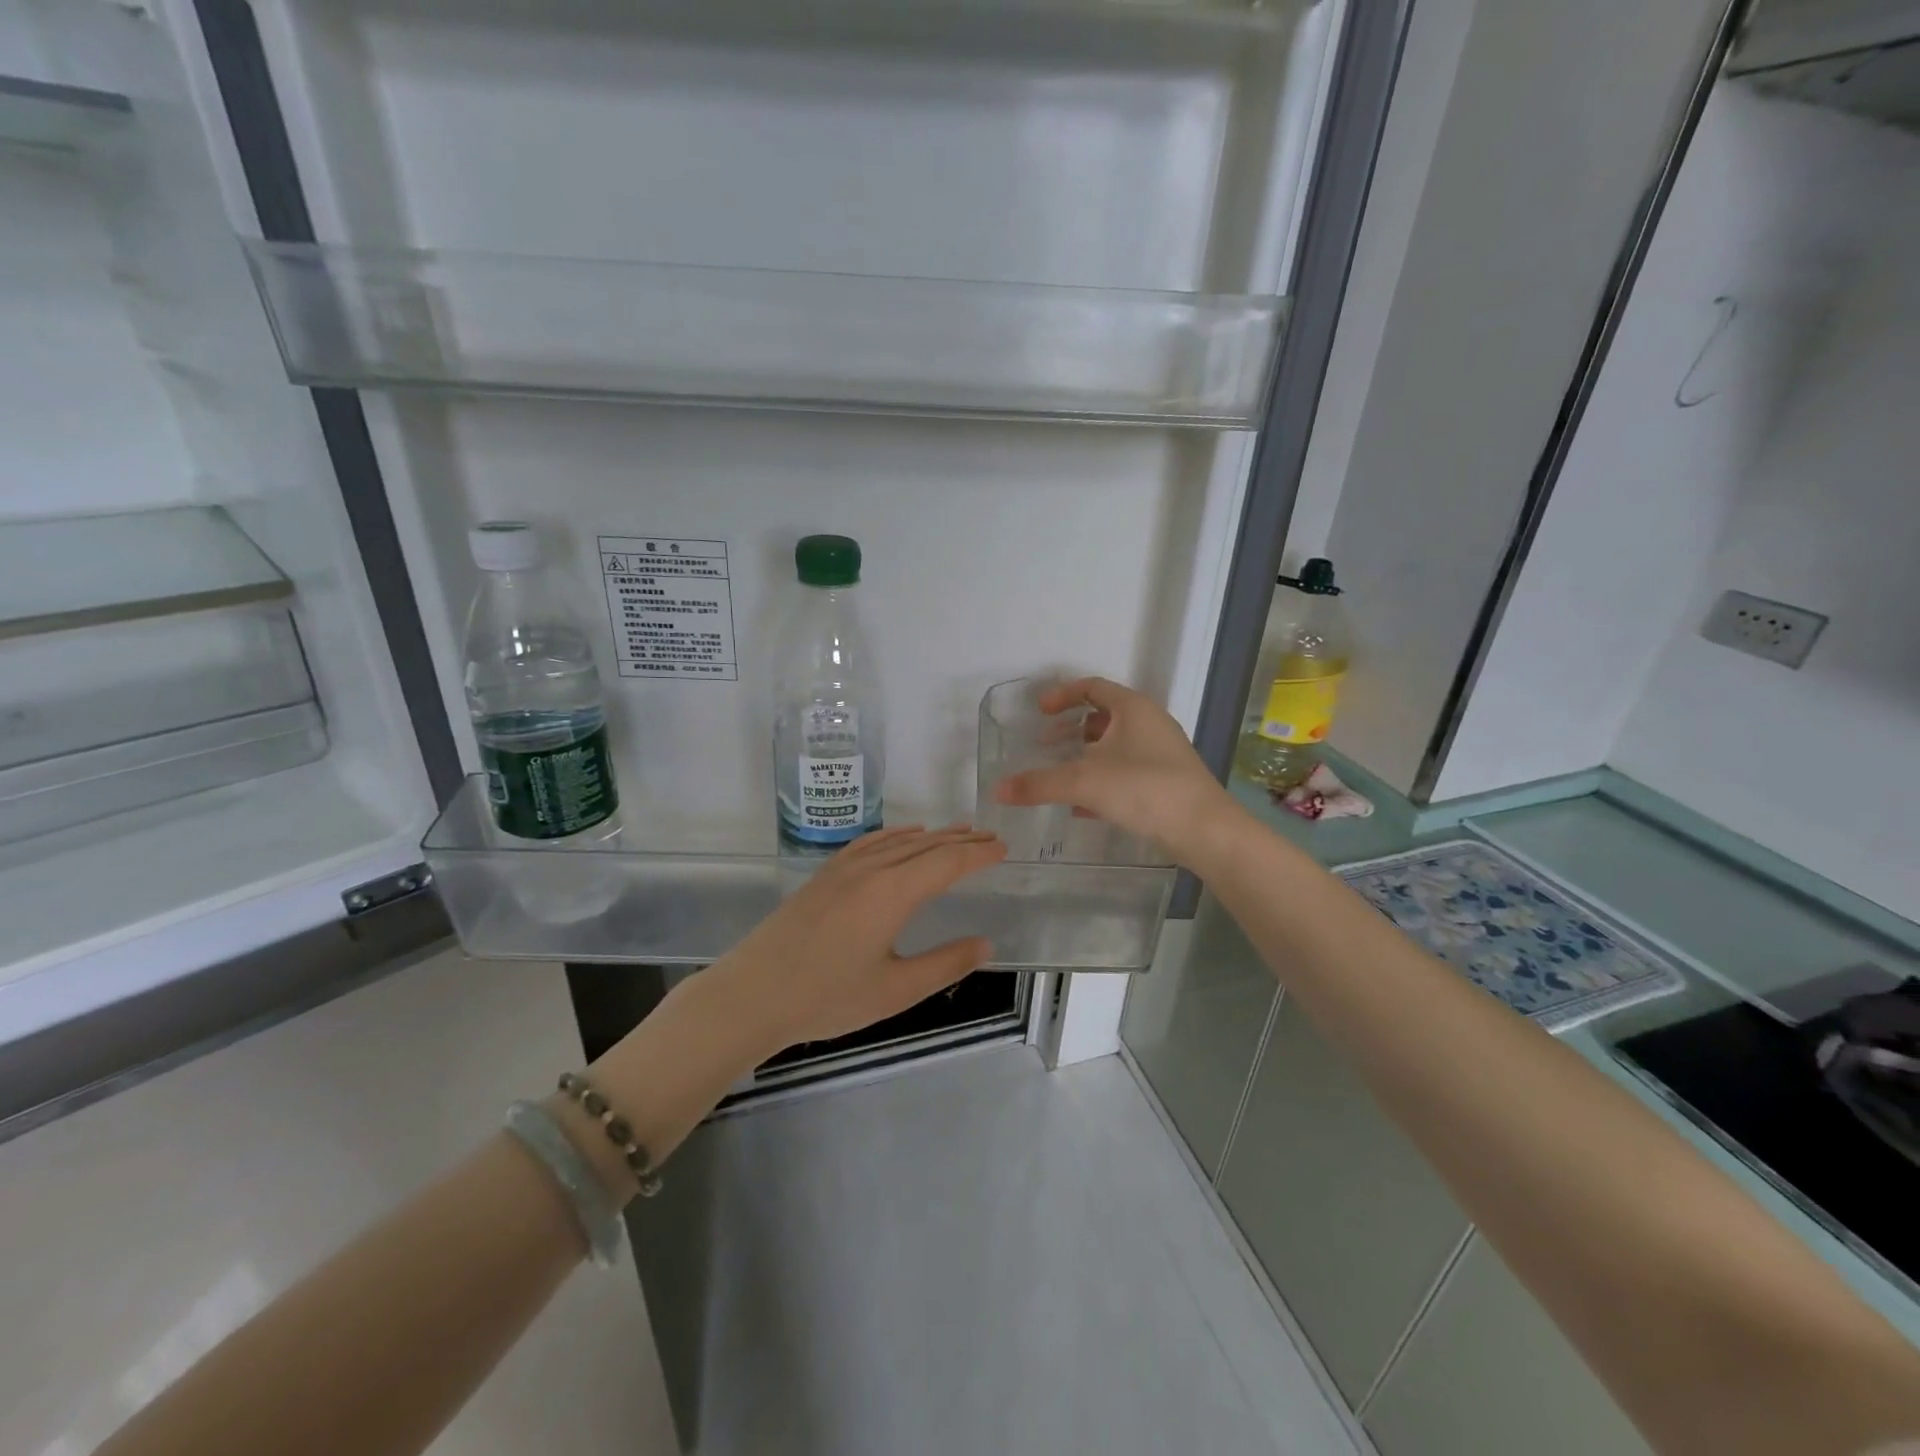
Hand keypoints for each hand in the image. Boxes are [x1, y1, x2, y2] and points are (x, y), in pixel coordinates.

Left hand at [712, 825, 1007, 1053]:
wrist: (752, 994)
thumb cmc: (827, 997)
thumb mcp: (895, 990)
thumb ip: (944, 964)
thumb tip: (985, 944)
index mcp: (893, 892)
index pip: (947, 863)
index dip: (978, 855)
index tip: (1003, 848)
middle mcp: (871, 869)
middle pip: (926, 846)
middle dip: (961, 841)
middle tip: (990, 837)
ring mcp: (843, 869)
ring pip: (898, 841)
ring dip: (932, 836)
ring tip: (957, 832)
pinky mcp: (824, 876)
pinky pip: (869, 843)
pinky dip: (894, 835)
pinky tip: (903, 836)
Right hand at [993, 677, 1231, 861]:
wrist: (1204, 830)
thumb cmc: (1144, 789)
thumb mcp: (1084, 782)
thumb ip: (1038, 784)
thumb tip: (997, 790)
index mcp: (1133, 708)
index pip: (1092, 686)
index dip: (1062, 694)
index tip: (1039, 711)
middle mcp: (1149, 724)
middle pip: (1103, 716)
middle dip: (1070, 729)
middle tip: (1044, 743)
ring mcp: (1160, 754)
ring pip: (1114, 747)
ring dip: (1084, 756)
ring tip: (1058, 774)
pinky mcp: (1165, 782)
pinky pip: (1124, 772)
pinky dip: (1100, 780)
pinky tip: (1080, 806)